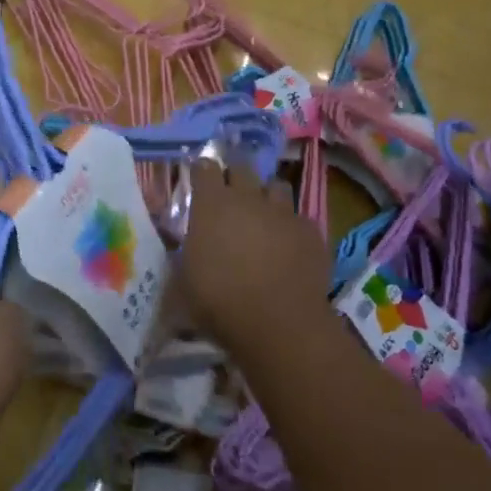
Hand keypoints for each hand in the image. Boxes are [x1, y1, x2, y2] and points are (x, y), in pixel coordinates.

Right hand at [174, 160, 328, 354]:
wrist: (279, 323)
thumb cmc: (220, 301)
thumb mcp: (183, 284)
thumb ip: (182, 260)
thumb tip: (180, 259)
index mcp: (212, 204)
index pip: (205, 167)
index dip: (203, 172)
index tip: (200, 182)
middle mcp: (247, 198)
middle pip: (242, 167)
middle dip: (236, 176)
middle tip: (232, 196)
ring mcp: (282, 212)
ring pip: (276, 186)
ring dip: (268, 196)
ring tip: (265, 215)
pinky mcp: (310, 232)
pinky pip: (300, 219)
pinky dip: (293, 228)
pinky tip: (291, 247)